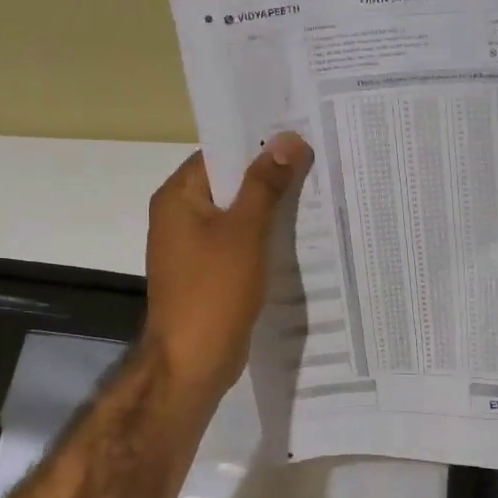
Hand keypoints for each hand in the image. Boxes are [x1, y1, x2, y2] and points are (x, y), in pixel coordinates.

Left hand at [143, 135, 313, 400]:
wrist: (193, 362)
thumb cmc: (213, 290)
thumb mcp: (244, 231)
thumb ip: (266, 184)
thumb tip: (289, 140)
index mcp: (179, 197)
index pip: (219, 154)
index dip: (258, 143)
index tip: (300, 135)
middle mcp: (181, 216)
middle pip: (230, 183)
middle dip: (271, 175)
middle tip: (318, 161)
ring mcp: (194, 247)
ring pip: (238, 215)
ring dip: (271, 208)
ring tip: (318, 192)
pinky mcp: (210, 273)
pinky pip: (240, 243)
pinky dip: (265, 237)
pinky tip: (300, 235)